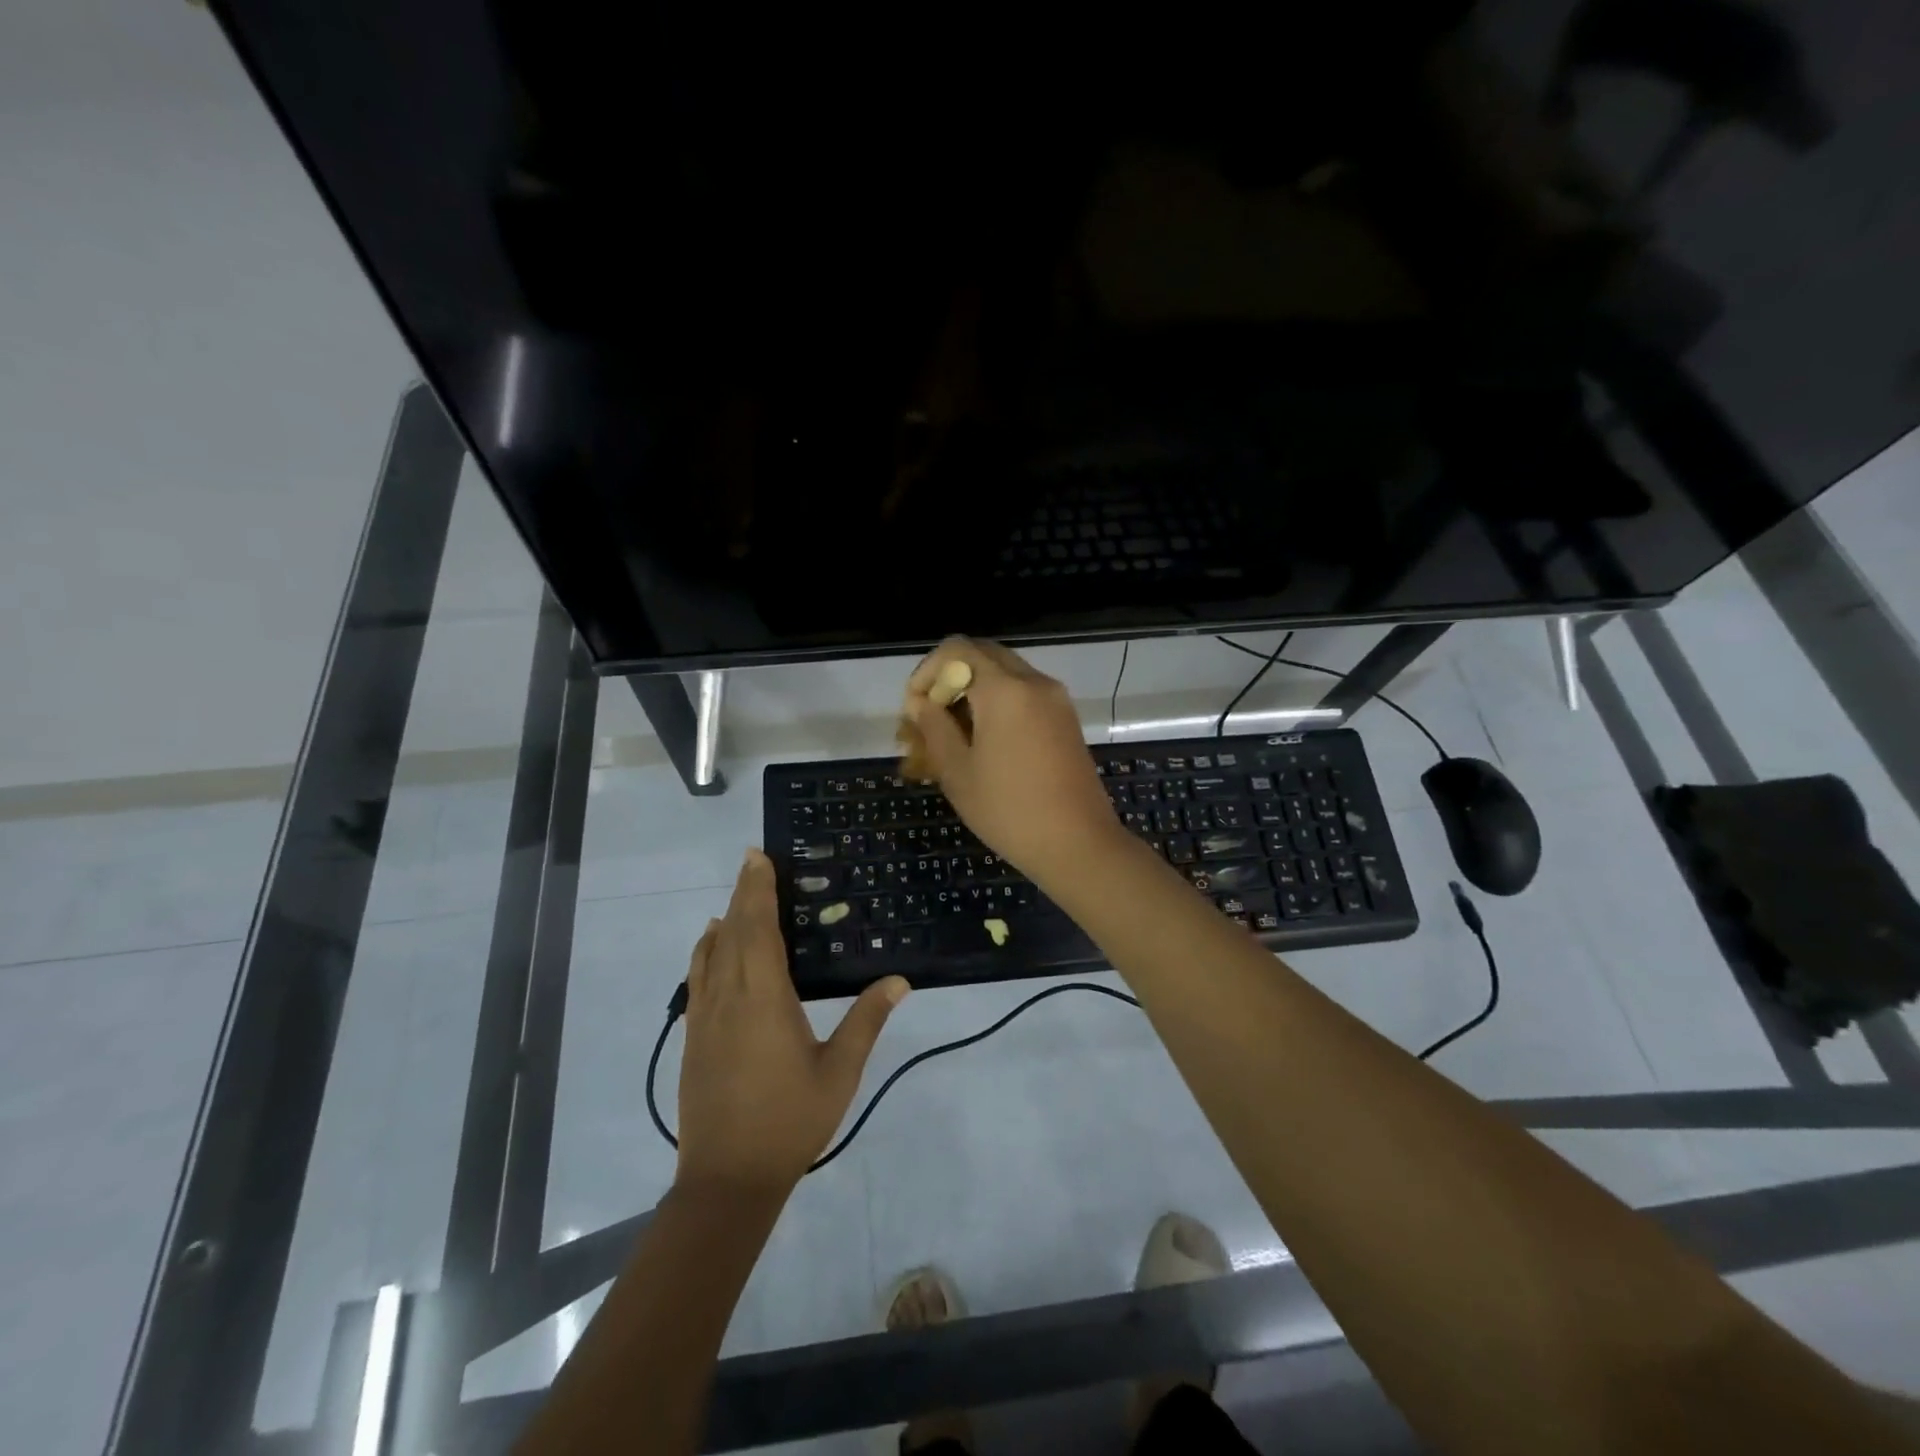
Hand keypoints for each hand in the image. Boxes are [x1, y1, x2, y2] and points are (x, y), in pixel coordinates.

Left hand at [676, 848, 909, 1197]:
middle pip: (732, 931)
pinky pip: (698, 977)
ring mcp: (706, 1017)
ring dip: (725, 918)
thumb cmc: (790, 1121)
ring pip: (711, 952)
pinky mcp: (694, 1036)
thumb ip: (867, 1021)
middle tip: (753, 861)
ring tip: (739, 895)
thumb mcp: (839, 1072)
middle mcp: (729, 997)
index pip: (758, 929)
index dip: (757, 890)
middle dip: (743, 893)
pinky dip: (706, 951)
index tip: (759, 857)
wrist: (727, 1179)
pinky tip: (712, 945)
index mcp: (765, 998)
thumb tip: (899, 980)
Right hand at [903, 637, 1128, 883]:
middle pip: (983, 655)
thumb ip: (934, 727)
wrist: (1078, 844)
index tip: (916, 709)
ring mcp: (1056, 699)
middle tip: (932, 718)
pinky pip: (1025, 694)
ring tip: (954, 734)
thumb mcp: (958, 772)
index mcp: (1005, 689)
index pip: (957, 649)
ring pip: (1005, 674)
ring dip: (974, 691)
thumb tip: (920, 702)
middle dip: (950, 679)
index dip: (927, 672)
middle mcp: (1034, 682)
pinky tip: (985, 743)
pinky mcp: (1066, 719)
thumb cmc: (1009, 810)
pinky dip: (999, 704)